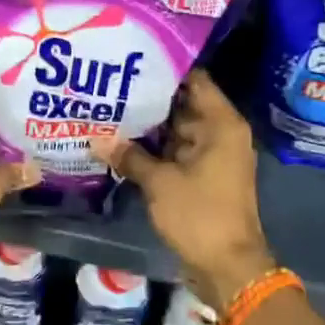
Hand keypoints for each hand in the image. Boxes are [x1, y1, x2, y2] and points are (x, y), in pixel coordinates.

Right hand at [91, 71, 274, 308]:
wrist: (227, 266)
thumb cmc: (199, 215)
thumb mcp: (160, 182)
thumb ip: (129, 156)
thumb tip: (97, 139)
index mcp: (221, 124)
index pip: (195, 81)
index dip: (166, 68)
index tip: (133, 58)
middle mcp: (221, 134)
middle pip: (183, 104)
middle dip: (150, 97)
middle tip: (111, 83)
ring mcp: (212, 156)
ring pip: (177, 130)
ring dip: (149, 125)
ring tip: (110, 108)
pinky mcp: (202, 177)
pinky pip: (176, 152)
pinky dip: (155, 148)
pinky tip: (122, 142)